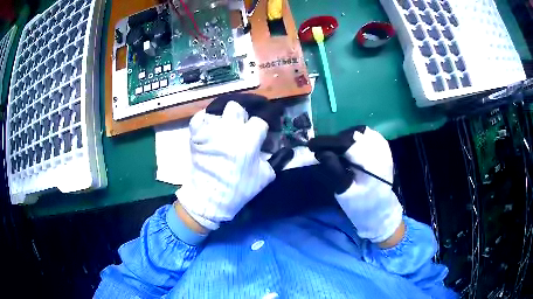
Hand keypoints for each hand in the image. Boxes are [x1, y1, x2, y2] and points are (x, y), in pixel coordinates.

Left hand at [176, 95, 291, 230]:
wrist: (211, 198)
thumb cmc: (240, 188)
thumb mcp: (265, 176)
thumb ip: (277, 159)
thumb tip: (283, 148)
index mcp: (248, 140)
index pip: (260, 120)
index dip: (266, 121)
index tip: (267, 124)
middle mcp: (229, 130)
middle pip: (238, 107)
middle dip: (243, 115)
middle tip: (243, 125)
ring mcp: (211, 130)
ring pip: (220, 108)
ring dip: (224, 116)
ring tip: (226, 125)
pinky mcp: (196, 135)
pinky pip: (199, 117)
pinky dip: (205, 119)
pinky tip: (210, 125)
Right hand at [308, 126, 402, 243]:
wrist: (382, 211)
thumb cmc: (362, 205)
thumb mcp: (345, 192)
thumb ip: (333, 171)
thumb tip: (320, 152)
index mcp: (371, 162)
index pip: (346, 143)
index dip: (327, 142)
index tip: (311, 145)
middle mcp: (380, 150)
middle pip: (354, 134)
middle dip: (336, 139)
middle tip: (322, 150)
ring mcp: (383, 148)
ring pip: (361, 132)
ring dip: (345, 138)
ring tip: (335, 150)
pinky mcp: (384, 149)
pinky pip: (368, 136)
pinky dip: (355, 139)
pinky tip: (349, 149)